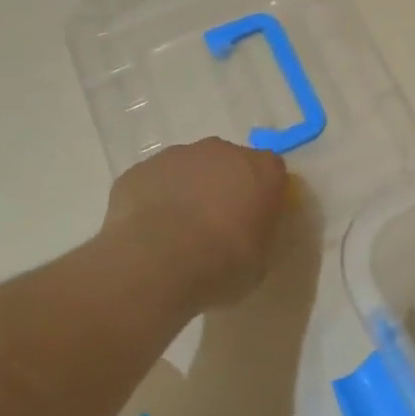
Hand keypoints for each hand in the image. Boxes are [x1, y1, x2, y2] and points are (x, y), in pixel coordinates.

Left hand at [103, 139, 289, 308]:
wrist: (156, 262)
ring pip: (190, 169)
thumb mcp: (260, 262)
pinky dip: (156, 199)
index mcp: (262, 170)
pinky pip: (156, 182)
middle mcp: (223, 152)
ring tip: (178, 232)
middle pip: (230, 163)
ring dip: (189, 191)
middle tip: (217, 226)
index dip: (264, 195)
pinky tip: (150, 231)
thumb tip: (249, 233)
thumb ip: (259, 236)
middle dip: (225, 187)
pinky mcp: (141, 169)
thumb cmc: (221, 263)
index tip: (255, 220)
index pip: (272, 172)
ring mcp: (178, 156)